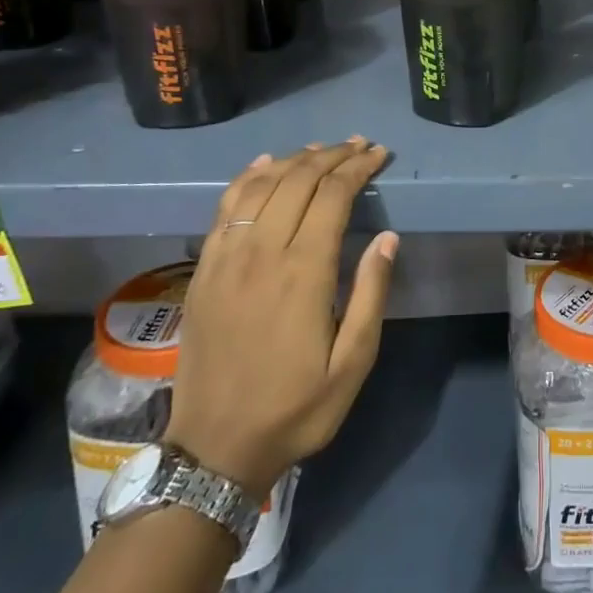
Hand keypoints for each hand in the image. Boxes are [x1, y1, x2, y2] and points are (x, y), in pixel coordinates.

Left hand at [165, 139, 396, 496]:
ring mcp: (226, 258)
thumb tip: (388, 238)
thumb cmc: (295, 408)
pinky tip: (266, 165)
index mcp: (304, 273)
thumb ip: (371, 294)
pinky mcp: (204, 269)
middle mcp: (262, 252)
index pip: (333, 196)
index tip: (379, 154)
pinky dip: (248, 177)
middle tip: (359, 145)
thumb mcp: (352, 363)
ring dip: (295, 160)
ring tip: (322, 149)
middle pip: (298, 181)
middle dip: (333, 155)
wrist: (215, 446)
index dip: (358, 168)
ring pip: (262, 186)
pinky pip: (225, 207)